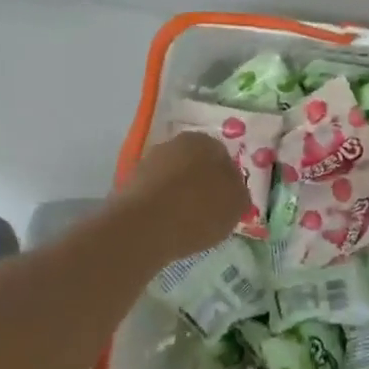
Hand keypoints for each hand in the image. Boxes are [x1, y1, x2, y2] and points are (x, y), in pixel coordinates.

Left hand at [118, 131, 248, 260]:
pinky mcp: (130, 182)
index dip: (228, 180)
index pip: (223, 156)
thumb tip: (233, 189)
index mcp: (206, 141)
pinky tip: (167, 224)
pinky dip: (162, 205)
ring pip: (173, 177)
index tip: (228, 201)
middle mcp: (176, 143)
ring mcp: (149, 161)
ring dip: (180, 193)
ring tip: (187, 222)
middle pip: (196, 164)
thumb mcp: (236, 205)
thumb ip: (239, 192)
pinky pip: (155, 193)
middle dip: (202, 183)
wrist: (144, 227)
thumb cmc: (199, 211)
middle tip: (209, 210)